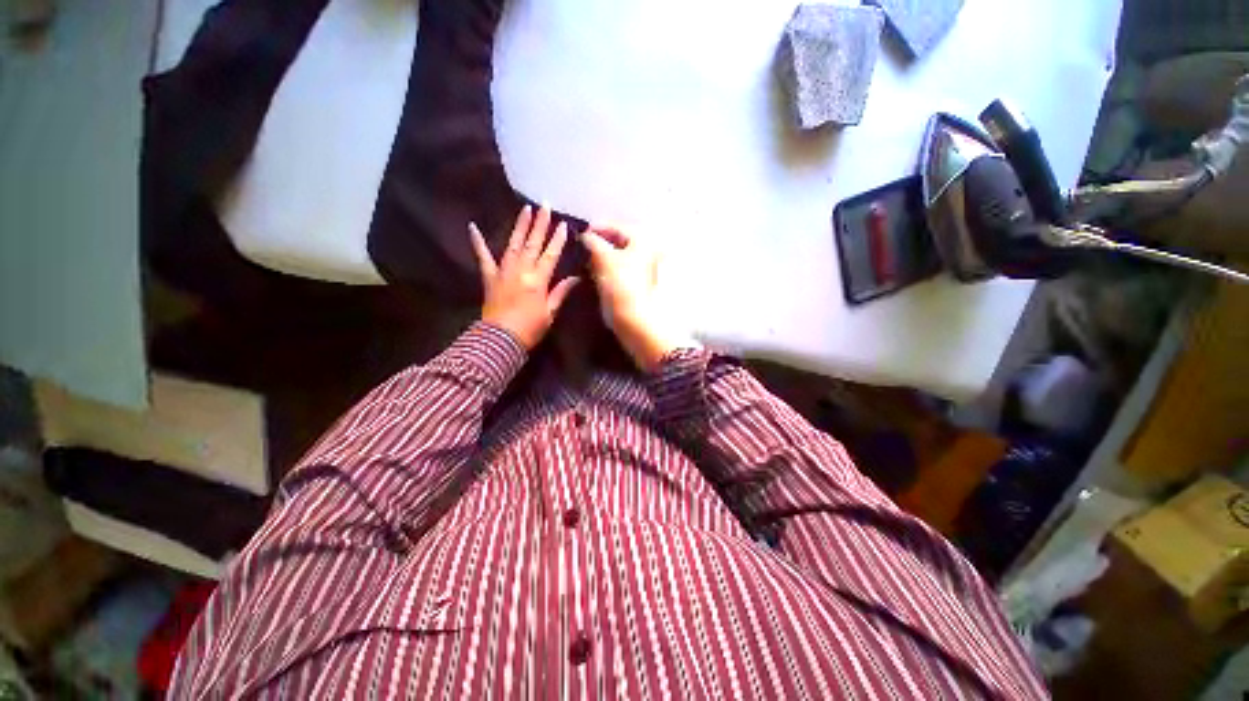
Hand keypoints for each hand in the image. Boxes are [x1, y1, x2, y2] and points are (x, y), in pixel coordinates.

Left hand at [470, 205, 579, 349]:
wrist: (500, 339)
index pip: (550, 255)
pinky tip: (472, 227)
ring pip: (514, 244)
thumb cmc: (530, 329)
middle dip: (540, 224)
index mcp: (538, 280)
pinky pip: (483, 257)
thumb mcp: (550, 312)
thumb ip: (560, 292)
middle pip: (533, 244)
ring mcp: (503, 271)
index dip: (557, 240)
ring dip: (520, 226)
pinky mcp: (489, 277)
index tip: (563, 225)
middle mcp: (521, 270)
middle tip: (544, 206)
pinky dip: (477, 242)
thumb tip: (575, 278)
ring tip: (525, 209)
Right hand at [581, 226, 699, 372]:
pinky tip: (596, 275)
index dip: (597, 228)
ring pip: (620, 257)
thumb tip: (586, 235)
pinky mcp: (639, 286)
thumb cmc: (621, 285)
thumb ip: (593, 242)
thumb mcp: (604, 259)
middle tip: (582, 247)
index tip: (579, 233)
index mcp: (643, 241)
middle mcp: (648, 252)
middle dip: (600, 244)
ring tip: (586, 261)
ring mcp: (645, 270)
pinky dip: (609, 270)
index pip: (617, 227)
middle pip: (620, 242)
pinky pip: (621, 271)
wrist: (635, 320)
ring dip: (603, 257)